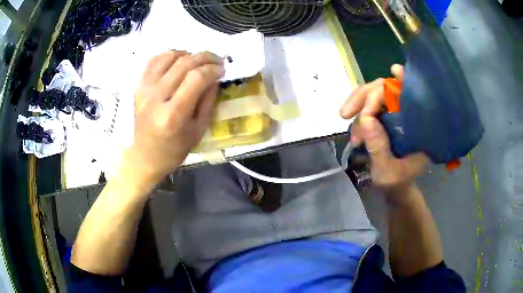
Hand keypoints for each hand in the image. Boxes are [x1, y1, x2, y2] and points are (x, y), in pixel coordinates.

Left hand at [122, 50, 223, 186]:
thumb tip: (215, 77)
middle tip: (217, 61)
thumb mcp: (198, 130)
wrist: (145, 156)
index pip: (196, 79)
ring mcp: (144, 90)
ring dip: (188, 54)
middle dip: (205, 57)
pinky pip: (154, 60)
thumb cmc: (174, 150)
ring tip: (198, 61)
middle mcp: (156, 98)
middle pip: (183, 63)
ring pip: (169, 57)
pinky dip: (169, 55)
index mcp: (173, 115)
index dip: (212, 69)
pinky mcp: (138, 87)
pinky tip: (178, 61)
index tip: (222, 70)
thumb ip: (207, 101)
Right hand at [340, 64, 427, 196]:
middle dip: (365, 97)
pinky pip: (367, 106)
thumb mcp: (388, 172)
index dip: (404, 81)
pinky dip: (356, 114)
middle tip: (346, 114)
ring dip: (357, 107)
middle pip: (387, 89)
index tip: (394, 72)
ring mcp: (393, 114)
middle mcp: (406, 115)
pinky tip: (354, 134)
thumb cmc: (396, 182)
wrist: (394, 187)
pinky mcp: (383, 117)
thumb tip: (365, 119)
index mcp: (418, 127)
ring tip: (353, 135)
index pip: (412, 96)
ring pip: (373, 95)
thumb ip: (379, 148)